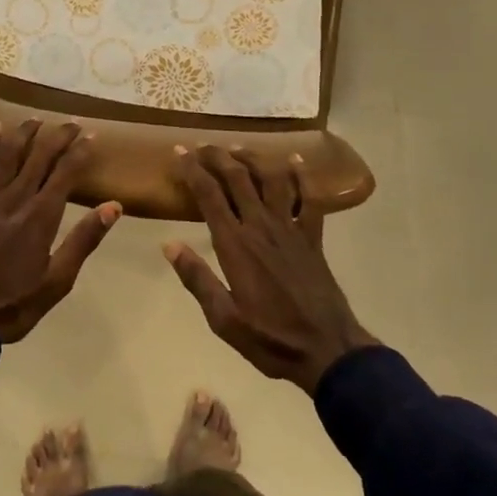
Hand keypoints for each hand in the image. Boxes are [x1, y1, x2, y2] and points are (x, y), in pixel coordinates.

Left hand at [0, 120, 120, 342]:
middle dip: (58, 136)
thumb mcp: (57, 282)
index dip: (80, 151)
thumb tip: (113, 206)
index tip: (92, 135)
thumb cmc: (12, 304)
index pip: (66, 172)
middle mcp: (16, 198)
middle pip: (40, 155)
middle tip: (72, 122)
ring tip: (36, 119)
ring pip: (8, 153)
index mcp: (41, 216)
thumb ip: (83, 241)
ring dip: (24, 133)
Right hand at [163, 146, 376, 394]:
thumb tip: (169, 245)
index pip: (209, 195)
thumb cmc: (270, 339)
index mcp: (235, 244)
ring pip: (271, 178)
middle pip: (237, 177)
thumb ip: (197, 279)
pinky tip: (294, 159)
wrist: (327, 350)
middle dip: (217, 156)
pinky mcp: (313, 236)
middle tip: (202, 145)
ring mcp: (290, 227)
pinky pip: (309, 197)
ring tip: (238, 149)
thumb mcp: (224, 319)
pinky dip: (302, 175)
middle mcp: (261, 225)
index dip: (192, 169)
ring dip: (253, 158)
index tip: (179, 151)